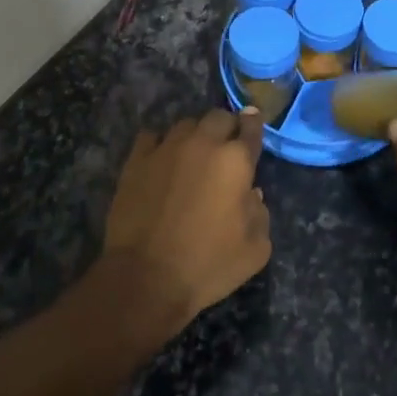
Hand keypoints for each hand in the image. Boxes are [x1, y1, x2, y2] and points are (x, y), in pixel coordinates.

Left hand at [102, 109, 270, 333]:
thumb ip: (260, 214)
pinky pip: (151, 137)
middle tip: (224, 147)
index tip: (252, 121)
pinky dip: (160, 144)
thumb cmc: (208, 265)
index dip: (253, 123)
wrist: (147, 278)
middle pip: (218, 117)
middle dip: (225, 127)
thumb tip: (252, 194)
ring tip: (191, 154)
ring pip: (185, 124)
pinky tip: (160, 160)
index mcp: (236, 160)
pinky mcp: (136, 160)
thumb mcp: (255, 250)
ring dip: (194, 135)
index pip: (250, 127)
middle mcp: (203, 143)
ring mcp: (166, 148)